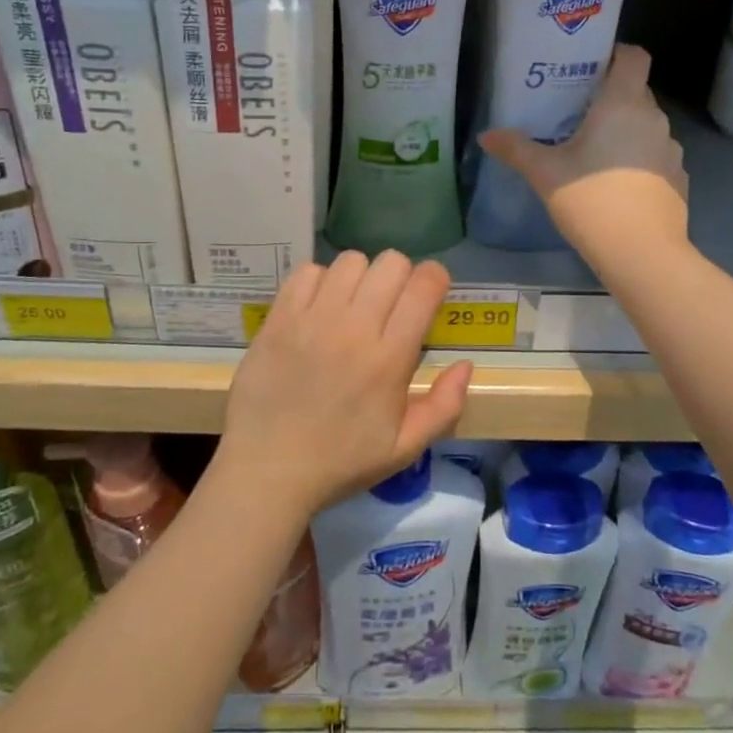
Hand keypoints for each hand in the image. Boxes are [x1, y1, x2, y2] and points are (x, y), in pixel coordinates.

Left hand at [216, 252, 473, 518]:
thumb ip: (444, 406)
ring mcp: (312, 320)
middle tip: (391, 303)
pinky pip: (307, 272)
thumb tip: (465, 364)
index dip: (434, 279)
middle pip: (390, 263)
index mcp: (388, 359)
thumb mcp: (405, 449)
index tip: (430, 292)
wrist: (267, 471)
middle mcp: (353, 328)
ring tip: (354, 304)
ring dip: (361, 277)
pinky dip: (320, 281)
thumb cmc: (341, 462)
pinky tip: (319, 307)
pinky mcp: (279, 319)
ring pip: (350, 261)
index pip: (422, 287)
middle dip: (401, 275)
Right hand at [479, 43, 688, 266]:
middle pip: (637, 92)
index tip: (591, 67)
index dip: (616, 54)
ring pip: (647, 126)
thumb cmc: (591, 200)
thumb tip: (486, 136)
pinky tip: (617, 184)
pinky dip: (639, 160)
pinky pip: (655, 156)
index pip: (634, 57)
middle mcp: (653, 119)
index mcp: (623, 104)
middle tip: (578, 113)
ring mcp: (670, 149)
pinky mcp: (678, 178)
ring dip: (625, 131)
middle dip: (611, 98)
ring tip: (596, 151)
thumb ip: (516, 149)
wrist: (641, 252)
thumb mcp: (545, 174)